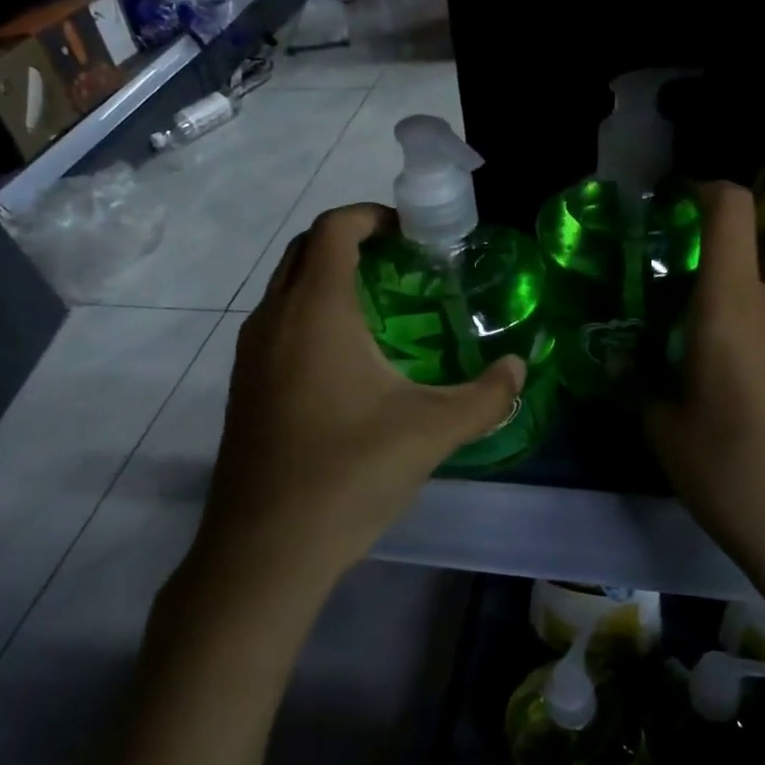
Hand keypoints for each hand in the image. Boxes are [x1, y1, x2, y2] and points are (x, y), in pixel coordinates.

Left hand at [200, 204, 525, 574]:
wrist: (266, 549)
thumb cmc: (349, 474)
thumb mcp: (432, 431)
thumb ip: (486, 396)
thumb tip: (519, 369)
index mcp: (315, 311)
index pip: (334, 229)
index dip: (370, 215)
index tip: (409, 231)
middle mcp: (273, 319)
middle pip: (305, 250)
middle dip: (351, 242)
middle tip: (401, 264)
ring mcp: (251, 355)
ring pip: (286, 289)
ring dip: (327, 280)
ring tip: (380, 309)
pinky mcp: (244, 388)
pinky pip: (277, 326)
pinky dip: (310, 316)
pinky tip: (347, 364)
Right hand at [647, 183, 764, 601]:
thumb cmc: (732, 473)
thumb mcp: (667, 431)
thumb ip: (645, 385)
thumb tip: (628, 366)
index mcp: (732, 305)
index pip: (732, 211)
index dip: (709, 193)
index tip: (687, 206)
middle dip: (751, 247)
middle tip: (720, 288)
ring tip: (754, 337)